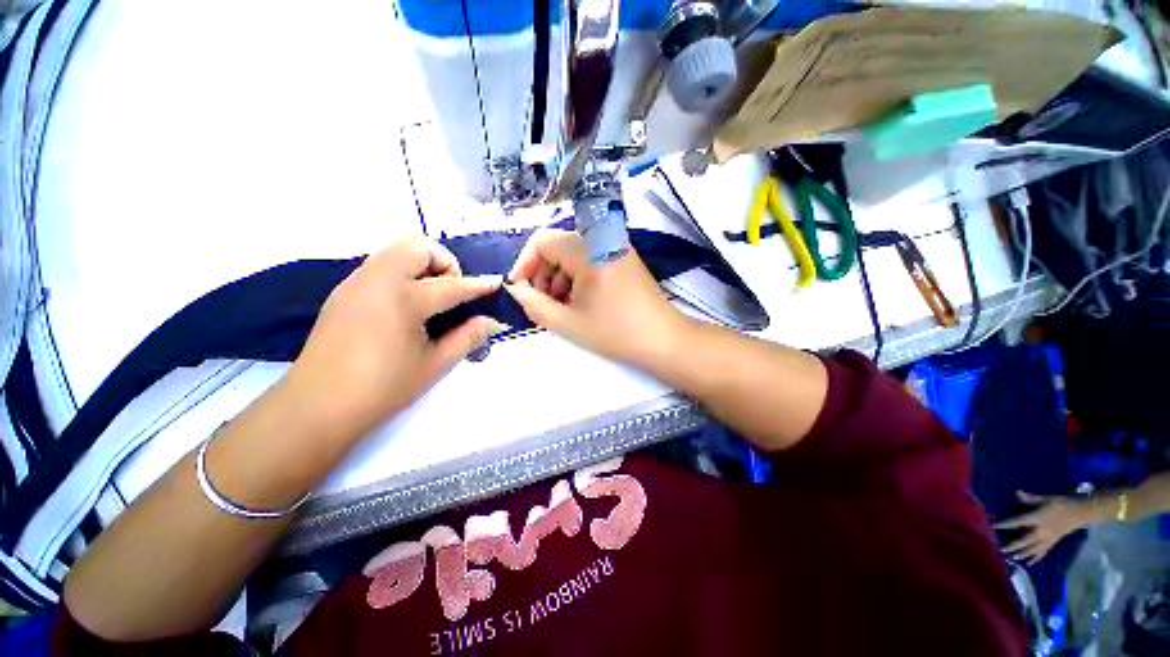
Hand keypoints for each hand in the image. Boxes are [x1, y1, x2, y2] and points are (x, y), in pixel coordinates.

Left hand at [284, 236, 505, 441]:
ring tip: (432, 300)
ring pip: (396, 252)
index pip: (452, 285)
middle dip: (445, 263)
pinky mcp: (344, 292)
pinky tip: (406, 307)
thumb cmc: (383, 388)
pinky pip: (380, 267)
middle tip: (452, 293)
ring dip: (422, 266)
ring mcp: (356, 283)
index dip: (479, 285)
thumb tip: (493, 322)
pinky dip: (402, 275)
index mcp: (403, 298)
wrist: (317, 407)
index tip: (496, 284)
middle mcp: (378, 280)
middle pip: (418, 246)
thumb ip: (468, 337)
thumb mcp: (435, 364)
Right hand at [504, 229, 687, 367]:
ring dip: (559, 278)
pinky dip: (577, 278)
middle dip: (542, 274)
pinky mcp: (624, 259)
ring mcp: (616, 247)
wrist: (664, 341)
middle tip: (541, 304)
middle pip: (558, 246)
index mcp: (587, 249)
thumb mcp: (568, 323)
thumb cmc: (616, 333)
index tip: (520, 289)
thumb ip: (534, 304)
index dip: (524, 263)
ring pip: (574, 254)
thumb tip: (516, 289)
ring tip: (560, 307)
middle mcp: (602, 239)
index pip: (542, 241)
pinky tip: (579, 302)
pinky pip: (591, 260)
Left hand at [996, 491, 1094, 564]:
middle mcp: (1042, 531)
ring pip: (1034, 549)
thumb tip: (1017, 493)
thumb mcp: (1046, 498)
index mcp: (1038, 519)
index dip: (1006, 524)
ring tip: (1013, 559)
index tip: (994, 527)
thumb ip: (1031, 498)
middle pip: (1025, 540)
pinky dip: (1036, 558)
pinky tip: (1030, 564)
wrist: (1080, 512)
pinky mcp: (1054, 542)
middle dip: (1013, 546)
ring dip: (1023, 554)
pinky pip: (1044, 552)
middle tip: (1001, 551)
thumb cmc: (1061, 503)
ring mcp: (1049, 538)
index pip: (1018, 522)